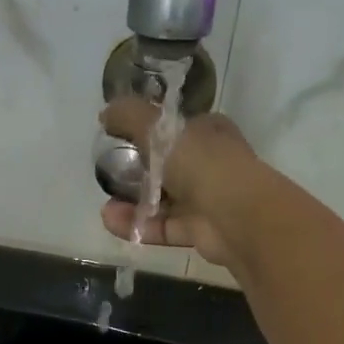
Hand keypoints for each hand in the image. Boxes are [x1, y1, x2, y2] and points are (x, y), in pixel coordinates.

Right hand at [97, 97, 271, 268]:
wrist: (237, 216)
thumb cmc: (202, 163)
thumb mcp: (160, 130)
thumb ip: (130, 117)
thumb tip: (105, 112)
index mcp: (207, 133)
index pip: (175, 129)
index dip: (149, 132)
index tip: (120, 140)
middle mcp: (209, 164)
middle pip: (167, 167)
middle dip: (136, 172)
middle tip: (109, 175)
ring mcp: (205, 200)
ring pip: (163, 200)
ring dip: (133, 202)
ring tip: (106, 204)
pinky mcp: (197, 231)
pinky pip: (162, 226)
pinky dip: (138, 224)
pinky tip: (111, 220)